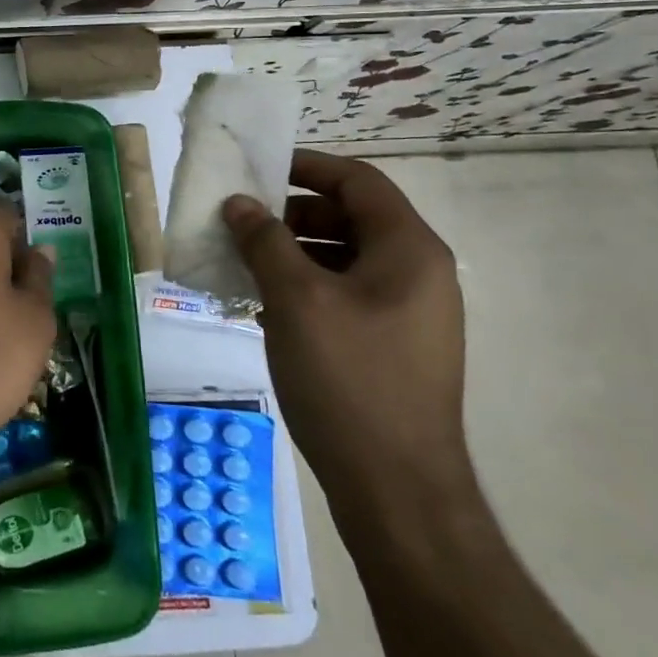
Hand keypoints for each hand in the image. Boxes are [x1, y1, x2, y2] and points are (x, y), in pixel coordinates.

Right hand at [222, 149, 473, 530]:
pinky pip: (345, 296)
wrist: (396, 490)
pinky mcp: (392, 346)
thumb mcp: (296, 299)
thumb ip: (265, 241)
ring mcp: (408, 313)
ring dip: (292, 253)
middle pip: (351, 218)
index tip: (257, 169)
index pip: (358, 181)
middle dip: (291, 215)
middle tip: (242, 223)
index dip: (307, 167)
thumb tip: (240, 203)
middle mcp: (418, 273)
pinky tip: (263, 307)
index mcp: (409, 250)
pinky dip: (305, 288)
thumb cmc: (348, 378)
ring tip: (243, 265)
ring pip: (344, 259)